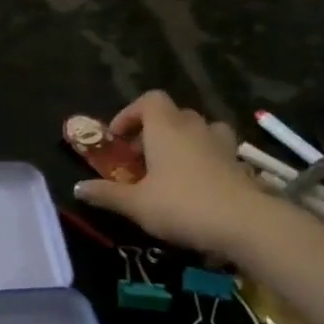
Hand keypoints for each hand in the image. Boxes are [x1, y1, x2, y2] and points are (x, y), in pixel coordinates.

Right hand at [72, 91, 265, 250]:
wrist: (246, 223)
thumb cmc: (182, 205)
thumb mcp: (135, 204)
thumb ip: (106, 193)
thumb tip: (78, 187)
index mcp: (166, 129)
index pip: (150, 100)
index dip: (130, 113)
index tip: (117, 138)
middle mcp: (195, 128)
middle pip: (174, 114)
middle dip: (154, 130)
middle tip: (139, 157)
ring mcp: (222, 145)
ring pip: (200, 130)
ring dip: (183, 141)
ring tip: (170, 167)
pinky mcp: (240, 165)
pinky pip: (217, 151)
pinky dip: (203, 160)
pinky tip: (196, 186)